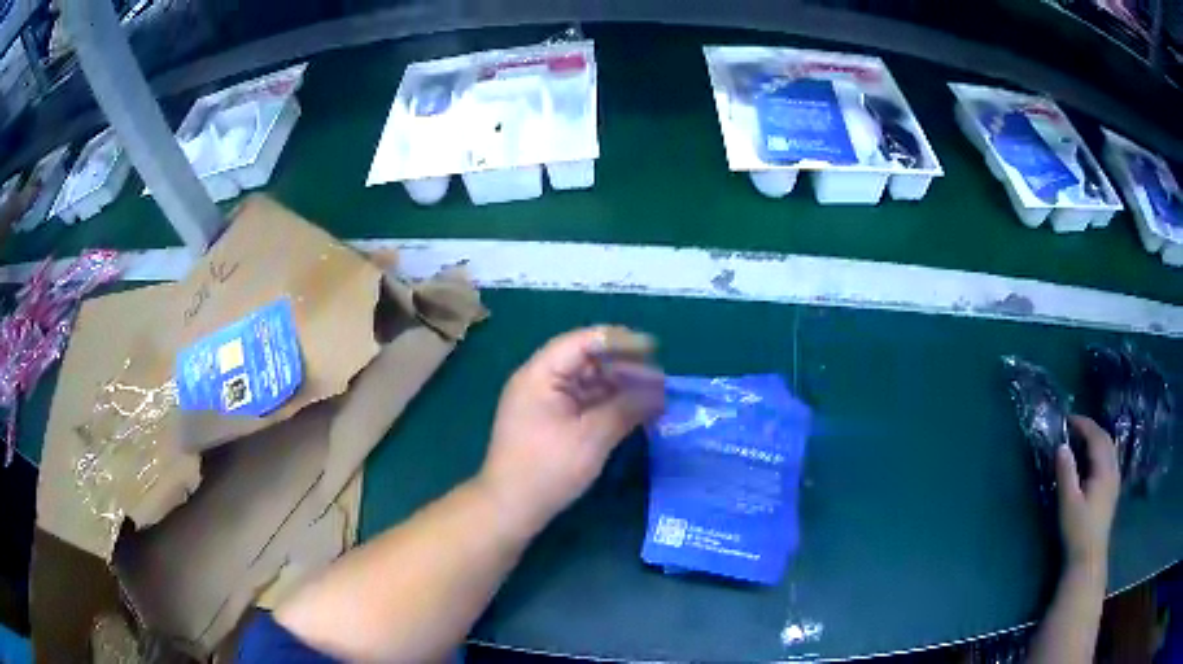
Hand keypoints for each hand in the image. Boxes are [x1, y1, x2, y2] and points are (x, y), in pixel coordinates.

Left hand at [477, 326, 664, 537]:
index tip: (654, 348)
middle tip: (660, 379)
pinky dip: (608, 404)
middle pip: (586, 360)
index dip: (620, 341)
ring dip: (619, 386)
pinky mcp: (551, 421)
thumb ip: (626, 407)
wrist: (510, 508)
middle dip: (624, 367)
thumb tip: (659, 391)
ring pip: (587, 382)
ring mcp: (544, 402)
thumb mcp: (592, 437)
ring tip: (654, 395)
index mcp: (540, 374)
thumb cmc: (547, 469)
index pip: (583, 342)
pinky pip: (584, 402)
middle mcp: (540, 381)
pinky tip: (634, 411)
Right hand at [1055, 415, 1119, 572]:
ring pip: (1109, 448)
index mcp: (1103, 468)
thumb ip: (1066, 473)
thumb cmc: (1078, 529)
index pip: (1096, 436)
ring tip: (1082, 440)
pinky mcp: (1112, 490)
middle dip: (1091, 429)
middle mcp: (1113, 468)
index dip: (1083, 424)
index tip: (1067, 420)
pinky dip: (1101, 451)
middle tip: (1074, 427)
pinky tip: (1093, 460)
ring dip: (1097, 439)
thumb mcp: (1068, 502)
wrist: (1089, 556)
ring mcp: (1114, 479)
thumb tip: (1061, 446)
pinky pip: (1110, 459)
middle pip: (1105, 439)